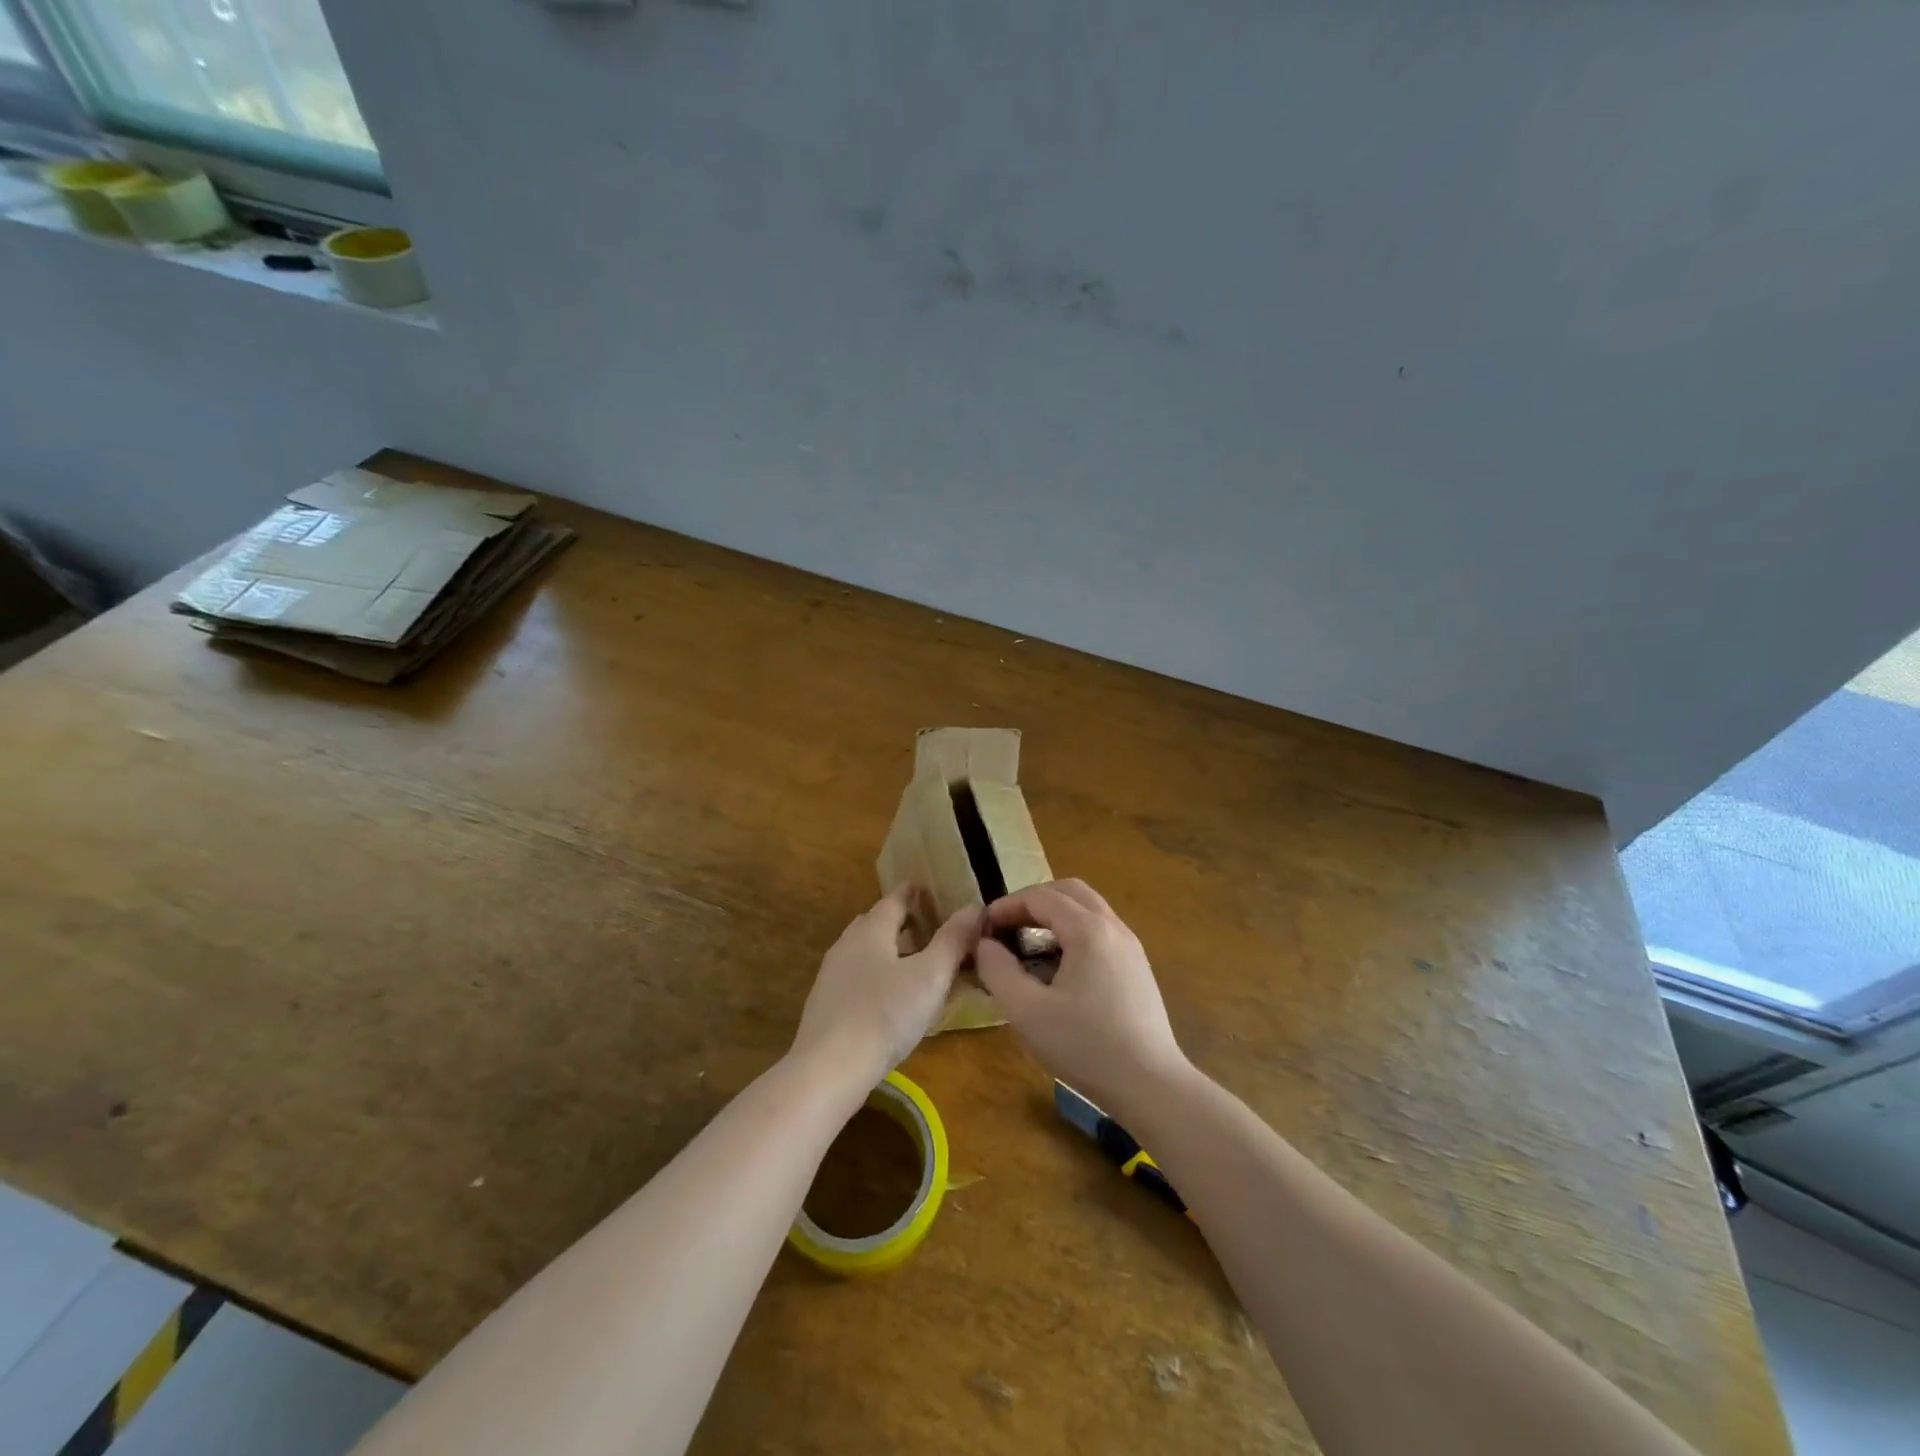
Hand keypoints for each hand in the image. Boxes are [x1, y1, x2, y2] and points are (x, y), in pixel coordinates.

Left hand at [791, 886, 980, 1085]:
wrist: (829, 1069)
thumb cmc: (886, 1014)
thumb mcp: (930, 976)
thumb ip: (953, 940)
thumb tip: (974, 907)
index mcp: (871, 930)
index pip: (894, 900)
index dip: (912, 893)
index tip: (926, 889)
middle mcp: (847, 945)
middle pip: (875, 923)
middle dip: (900, 921)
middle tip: (926, 925)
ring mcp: (832, 976)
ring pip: (864, 952)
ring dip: (888, 950)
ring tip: (913, 962)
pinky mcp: (826, 1006)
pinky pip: (857, 978)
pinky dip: (876, 976)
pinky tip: (889, 998)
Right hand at [974, 879, 1188, 1113]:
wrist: (1151, 1086)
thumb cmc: (1085, 1046)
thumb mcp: (1027, 1012)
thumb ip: (998, 971)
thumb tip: (985, 945)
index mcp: (1089, 930)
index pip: (1041, 897)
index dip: (1007, 906)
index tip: (983, 927)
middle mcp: (1114, 928)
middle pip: (1069, 891)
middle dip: (1033, 901)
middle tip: (1007, 927)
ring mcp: (1131, 947)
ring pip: (1088, 909)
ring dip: (1055, 916)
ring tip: (1029, 945)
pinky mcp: (1137, 968)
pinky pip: (1101, 931)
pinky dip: (1074, 932)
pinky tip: (1059, 968)